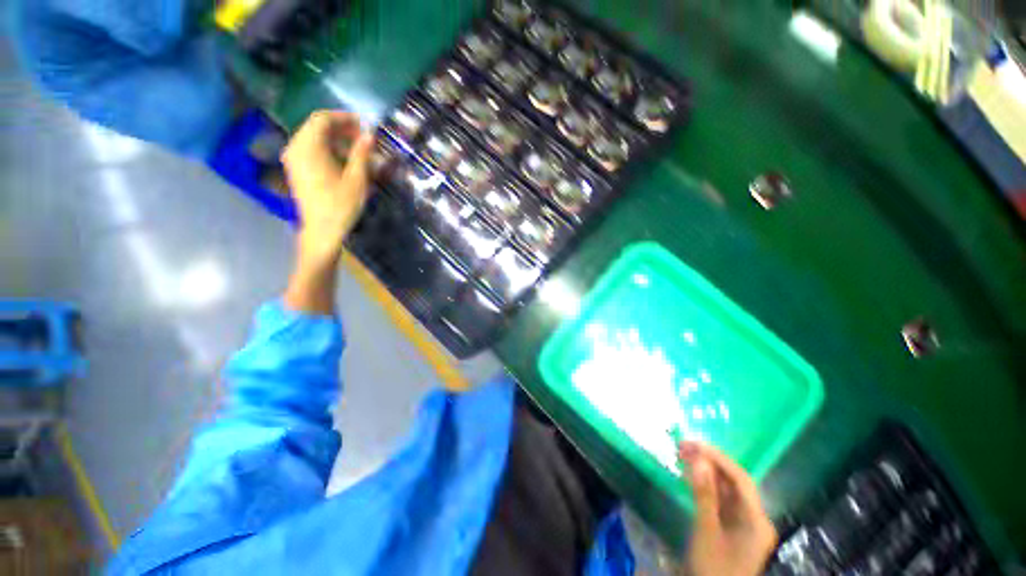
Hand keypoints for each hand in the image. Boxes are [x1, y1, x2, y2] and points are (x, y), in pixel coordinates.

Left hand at [281, 110, 373, 268]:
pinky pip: (310, 150)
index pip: (323, 119)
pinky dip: (327, 150)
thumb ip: (361, 153)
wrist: (322, 230)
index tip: (363, 125)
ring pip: (314, 139)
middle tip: (363, 139)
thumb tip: (369, 135)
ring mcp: (293, 159)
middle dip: (341, 130)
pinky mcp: (296, 170)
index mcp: (308, 147)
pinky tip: (344, 162)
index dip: (344, 118)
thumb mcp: (356, 178)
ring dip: (336, 141)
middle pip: (317, 128)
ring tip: (357, 152)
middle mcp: (296, 148)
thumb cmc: (340, 204)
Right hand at [679, 441, 777, 575]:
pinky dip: (705, 486)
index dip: (718, 458)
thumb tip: (699, 459)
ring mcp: (744, 523)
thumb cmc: (713, 568)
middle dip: (710, 462)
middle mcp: (755, 518)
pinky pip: (720, 500)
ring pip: (726, 489)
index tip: (693, 443)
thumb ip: (704, 495)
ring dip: (705, 471)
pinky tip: (690, 475)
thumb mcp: (706, 532)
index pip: (741, 479)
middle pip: (734, 482)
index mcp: (757, 521)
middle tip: (683, 446)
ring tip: (683, 455)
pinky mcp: (732, 528)